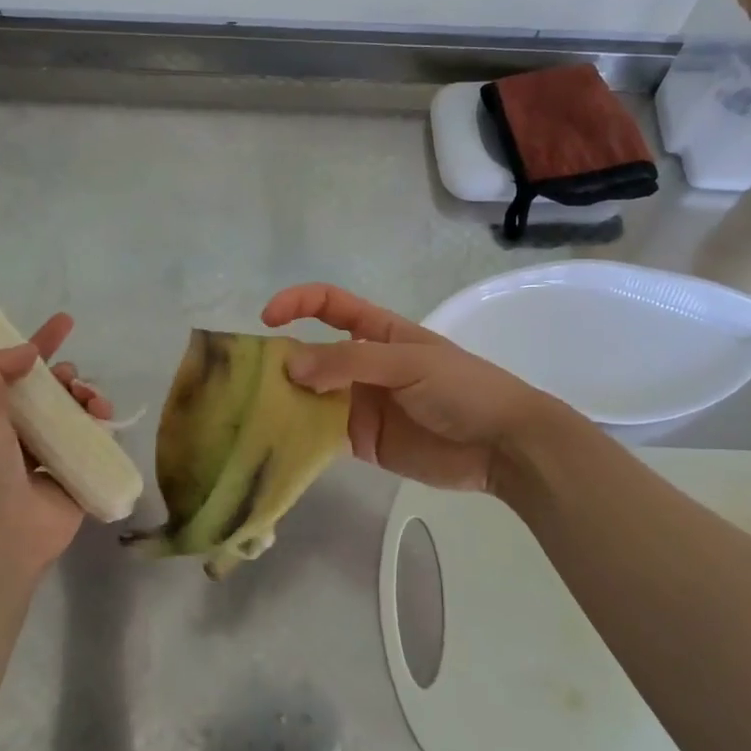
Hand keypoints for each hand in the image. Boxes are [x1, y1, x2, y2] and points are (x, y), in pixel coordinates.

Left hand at [0, 314, 112, 578]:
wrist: (0, 536)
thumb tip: (30, 352)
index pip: (21, 370)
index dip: (41, 343)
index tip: (65, 321)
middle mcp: (24, 433)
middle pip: (55, 390)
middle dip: (69, 376)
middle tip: (72, 381)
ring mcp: (53, 455)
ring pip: (79, 412)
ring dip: (89, 397)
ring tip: (93, 402)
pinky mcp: (79, 474)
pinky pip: (97, 440)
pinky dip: (103, 425)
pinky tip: (104, 421)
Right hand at [261, 283, 556, 494]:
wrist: (503, 446)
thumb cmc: (461, 388)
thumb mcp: (407, 363)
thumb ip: (349, 362)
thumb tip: (290, 366)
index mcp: (377, 332)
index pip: (329, 305)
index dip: (297, 304)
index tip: (267, 321)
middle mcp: (362, 364)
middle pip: (311, 354)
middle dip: (281, 362)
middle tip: (248, 383)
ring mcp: (360, 404)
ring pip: (310, 396)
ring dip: (284, 402)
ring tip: (252, 415)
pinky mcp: (361, 441)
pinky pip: (321, 435)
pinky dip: (298, 437)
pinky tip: (275, 443)